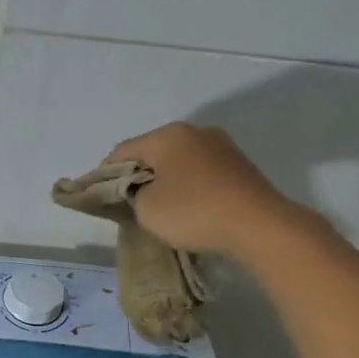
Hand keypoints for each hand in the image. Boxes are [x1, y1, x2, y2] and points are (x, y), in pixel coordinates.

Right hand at [105, 121, 305, 258]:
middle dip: (138, 175)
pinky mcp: (240, 166)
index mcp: (167, 135)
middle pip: (153, 152)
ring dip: (165, 181)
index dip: (105, 174)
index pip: (122, 151)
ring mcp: (222, 146)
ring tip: (159, 208)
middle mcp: (195, 132)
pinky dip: (189, 186)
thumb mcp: (146, 208)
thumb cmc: (193, 211)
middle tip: (128, 203)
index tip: (99, 196)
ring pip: (179, 162)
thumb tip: (142, 190)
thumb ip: (132, 194)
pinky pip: (201, 172)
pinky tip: (188, 208)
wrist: (258, 225)